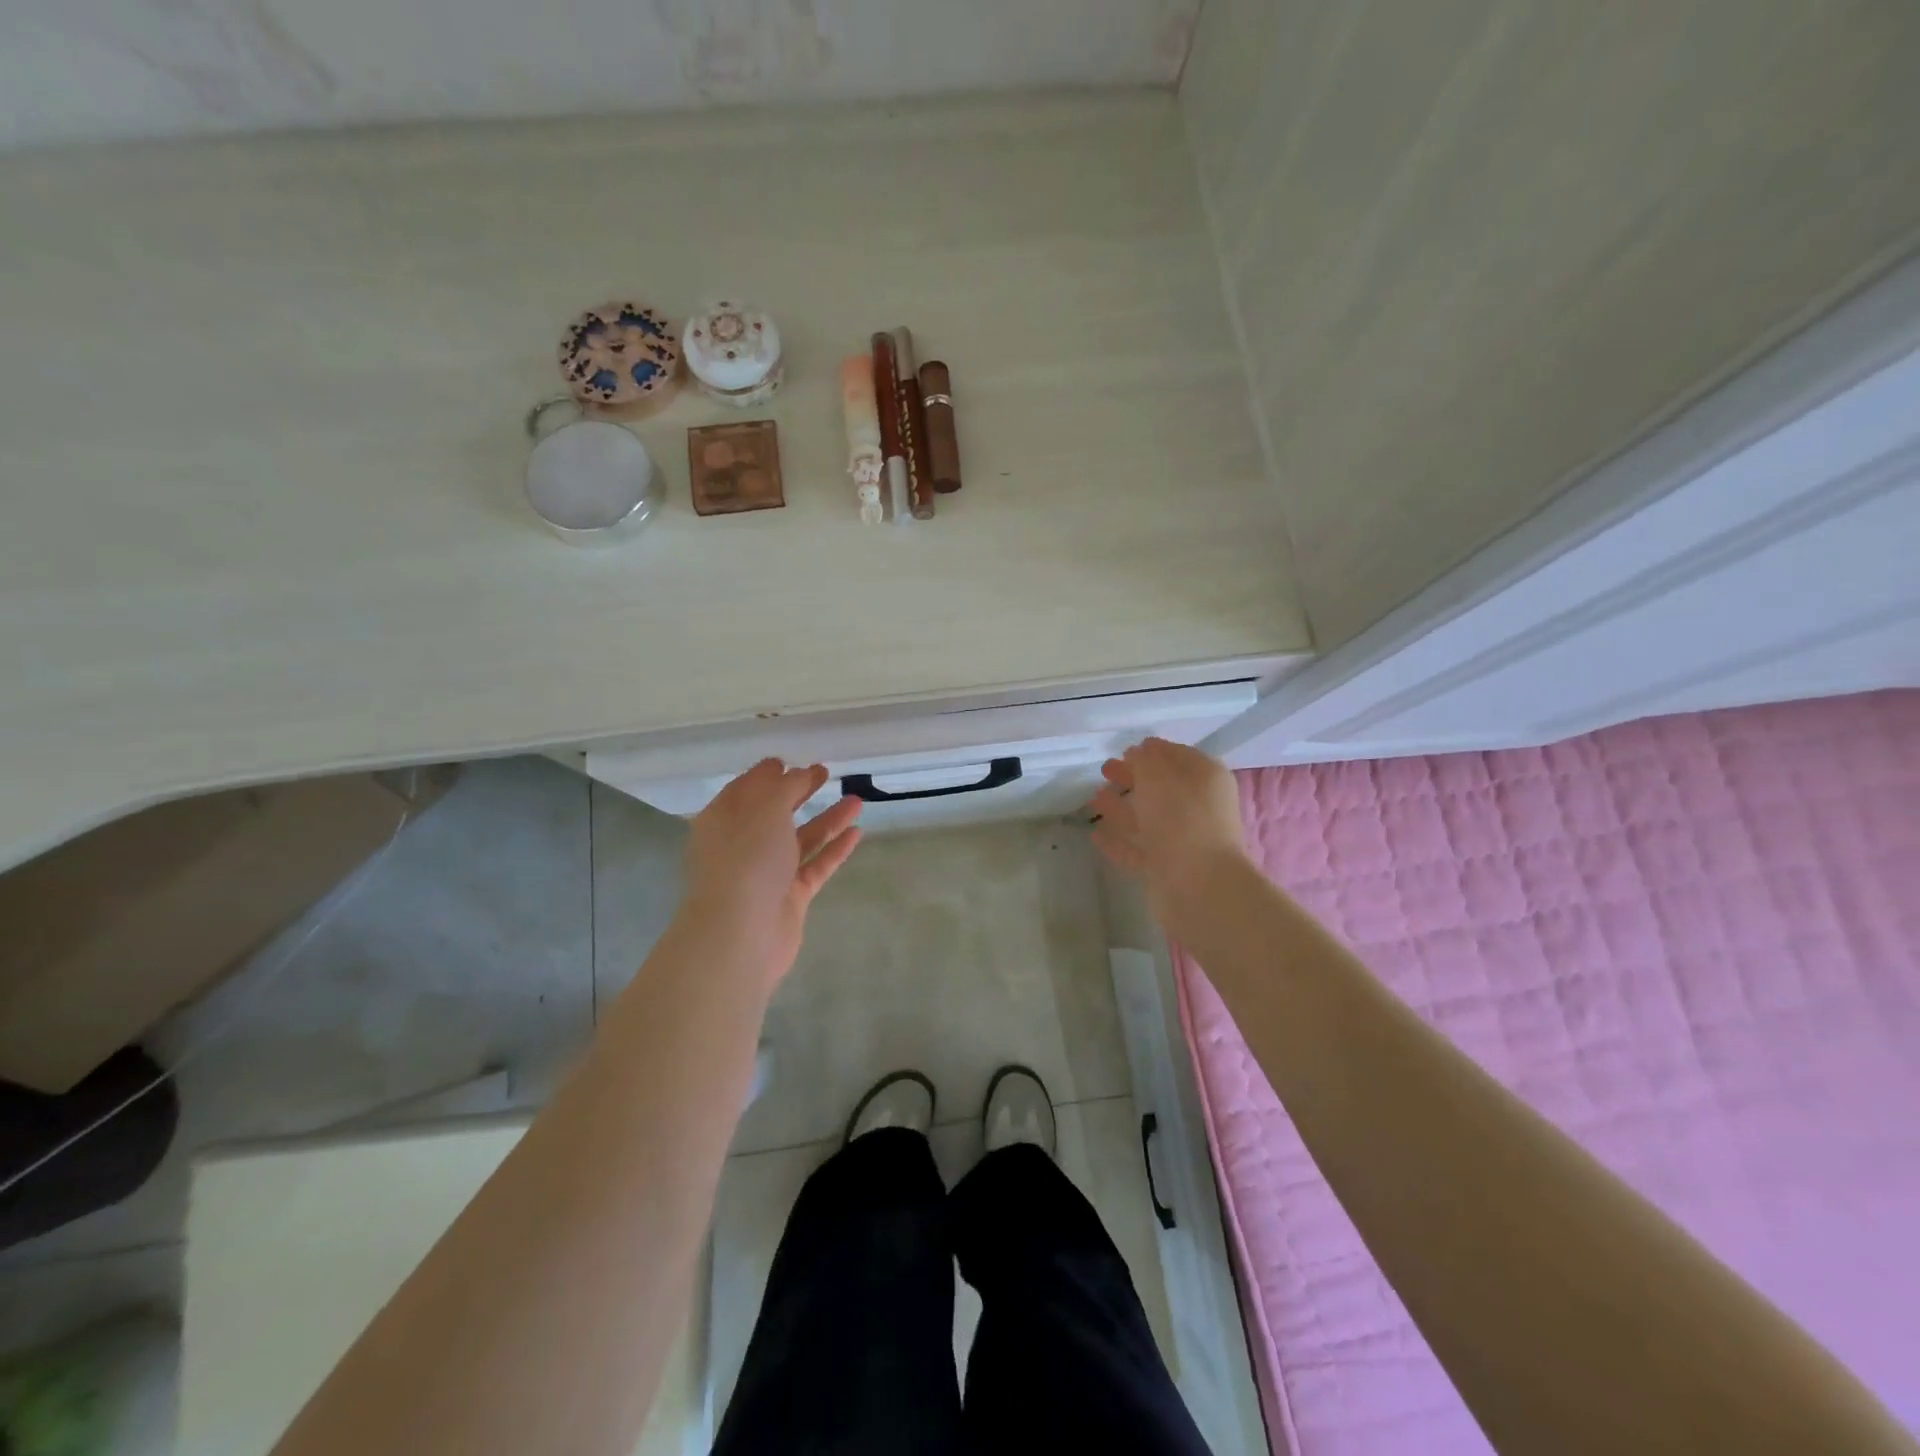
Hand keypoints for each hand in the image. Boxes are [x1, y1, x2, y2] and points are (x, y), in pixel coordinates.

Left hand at [683, 760, 862, 986]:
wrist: (742, 931)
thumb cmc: (747, 858)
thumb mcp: (766, 807)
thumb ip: (786, 786)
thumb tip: (797, 773)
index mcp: (724, 820)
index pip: (745, 789)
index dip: (767, 774)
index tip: (789, 760)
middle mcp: (742, 844)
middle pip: (774, 812)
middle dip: (799, 792)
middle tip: (825, 773)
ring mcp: (767, 873)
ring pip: (801, 839)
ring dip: (828, 819)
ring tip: (858, 800)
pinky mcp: (789, 896)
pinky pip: (815, 865)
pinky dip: (834, 848)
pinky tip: (857, 833)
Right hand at [1089, 738, 1247, 931]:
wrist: (1199, 886)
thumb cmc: (1181, 819)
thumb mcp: (1159, 775)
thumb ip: (1145, 759)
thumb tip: (1139, 752)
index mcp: (1205, 779)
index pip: (1178, 756)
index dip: (1152, 751)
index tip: (1125, 749)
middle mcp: (1198, 807)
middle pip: (1161, 787)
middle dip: (1133, 777)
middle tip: (1105, 770)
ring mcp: (1184, 840)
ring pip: (1149, 818)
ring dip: (1122, 808)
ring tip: (1094, 799)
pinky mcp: (1168, 868)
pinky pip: (1139, 848)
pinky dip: (1119, 841)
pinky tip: (1096, 835)